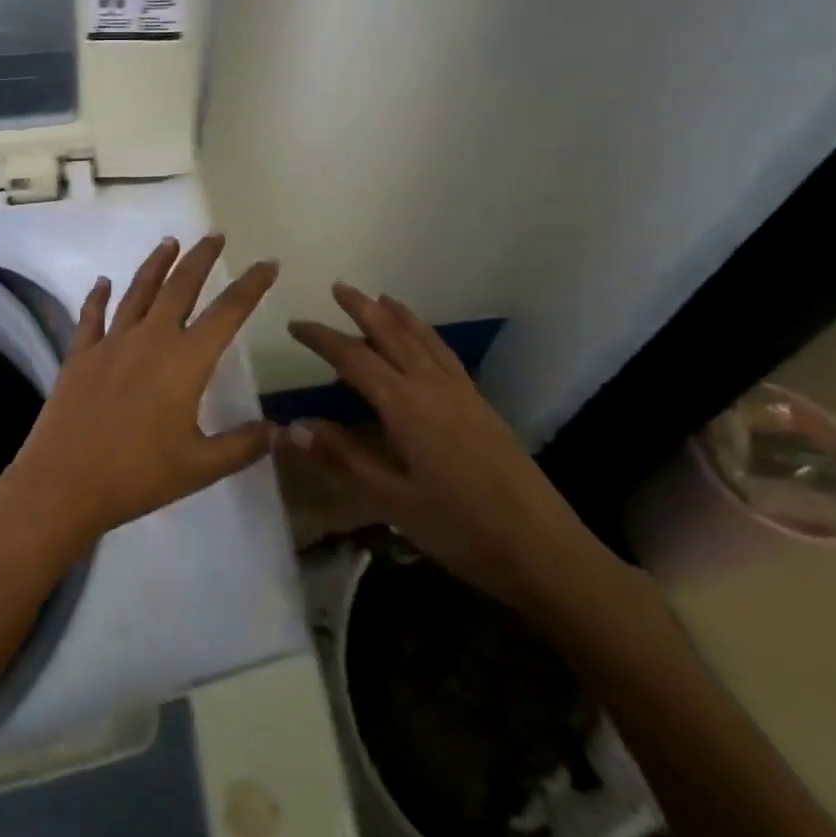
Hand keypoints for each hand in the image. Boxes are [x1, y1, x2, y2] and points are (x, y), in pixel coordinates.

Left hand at [0, 235, 279, 563]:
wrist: (64, 483)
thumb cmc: (138, 476)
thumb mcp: (200, 467)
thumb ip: (243, 445)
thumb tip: (282, 431)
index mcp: (185, 362)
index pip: (228, 312)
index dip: (251, 285)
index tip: (267, 264)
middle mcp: (150, 339)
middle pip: (180, 287)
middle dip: (201, 258)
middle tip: (215, 236)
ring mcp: (111, 343)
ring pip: (138, 291)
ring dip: (156, 264)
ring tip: (170, 242)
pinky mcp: (79, 355)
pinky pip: (91, 316)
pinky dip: (98, 296)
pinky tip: (103, 281)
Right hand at [286, 283, 612, 614]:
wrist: (543, 549)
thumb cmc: (459, 527)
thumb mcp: (392, 498)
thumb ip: (343, 457)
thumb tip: (291, 427)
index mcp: (405, 406)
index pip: (353, 359)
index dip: (321, 339)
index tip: (294, 325)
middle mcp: (433, 387)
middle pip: (392, 335)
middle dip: (363, 309)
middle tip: (339, 287)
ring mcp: (462, 394)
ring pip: (424, 340)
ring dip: (399, 316)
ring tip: (381, 298)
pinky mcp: (482, 406)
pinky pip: (446, 355)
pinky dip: (428, 335)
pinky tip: (425, 342)